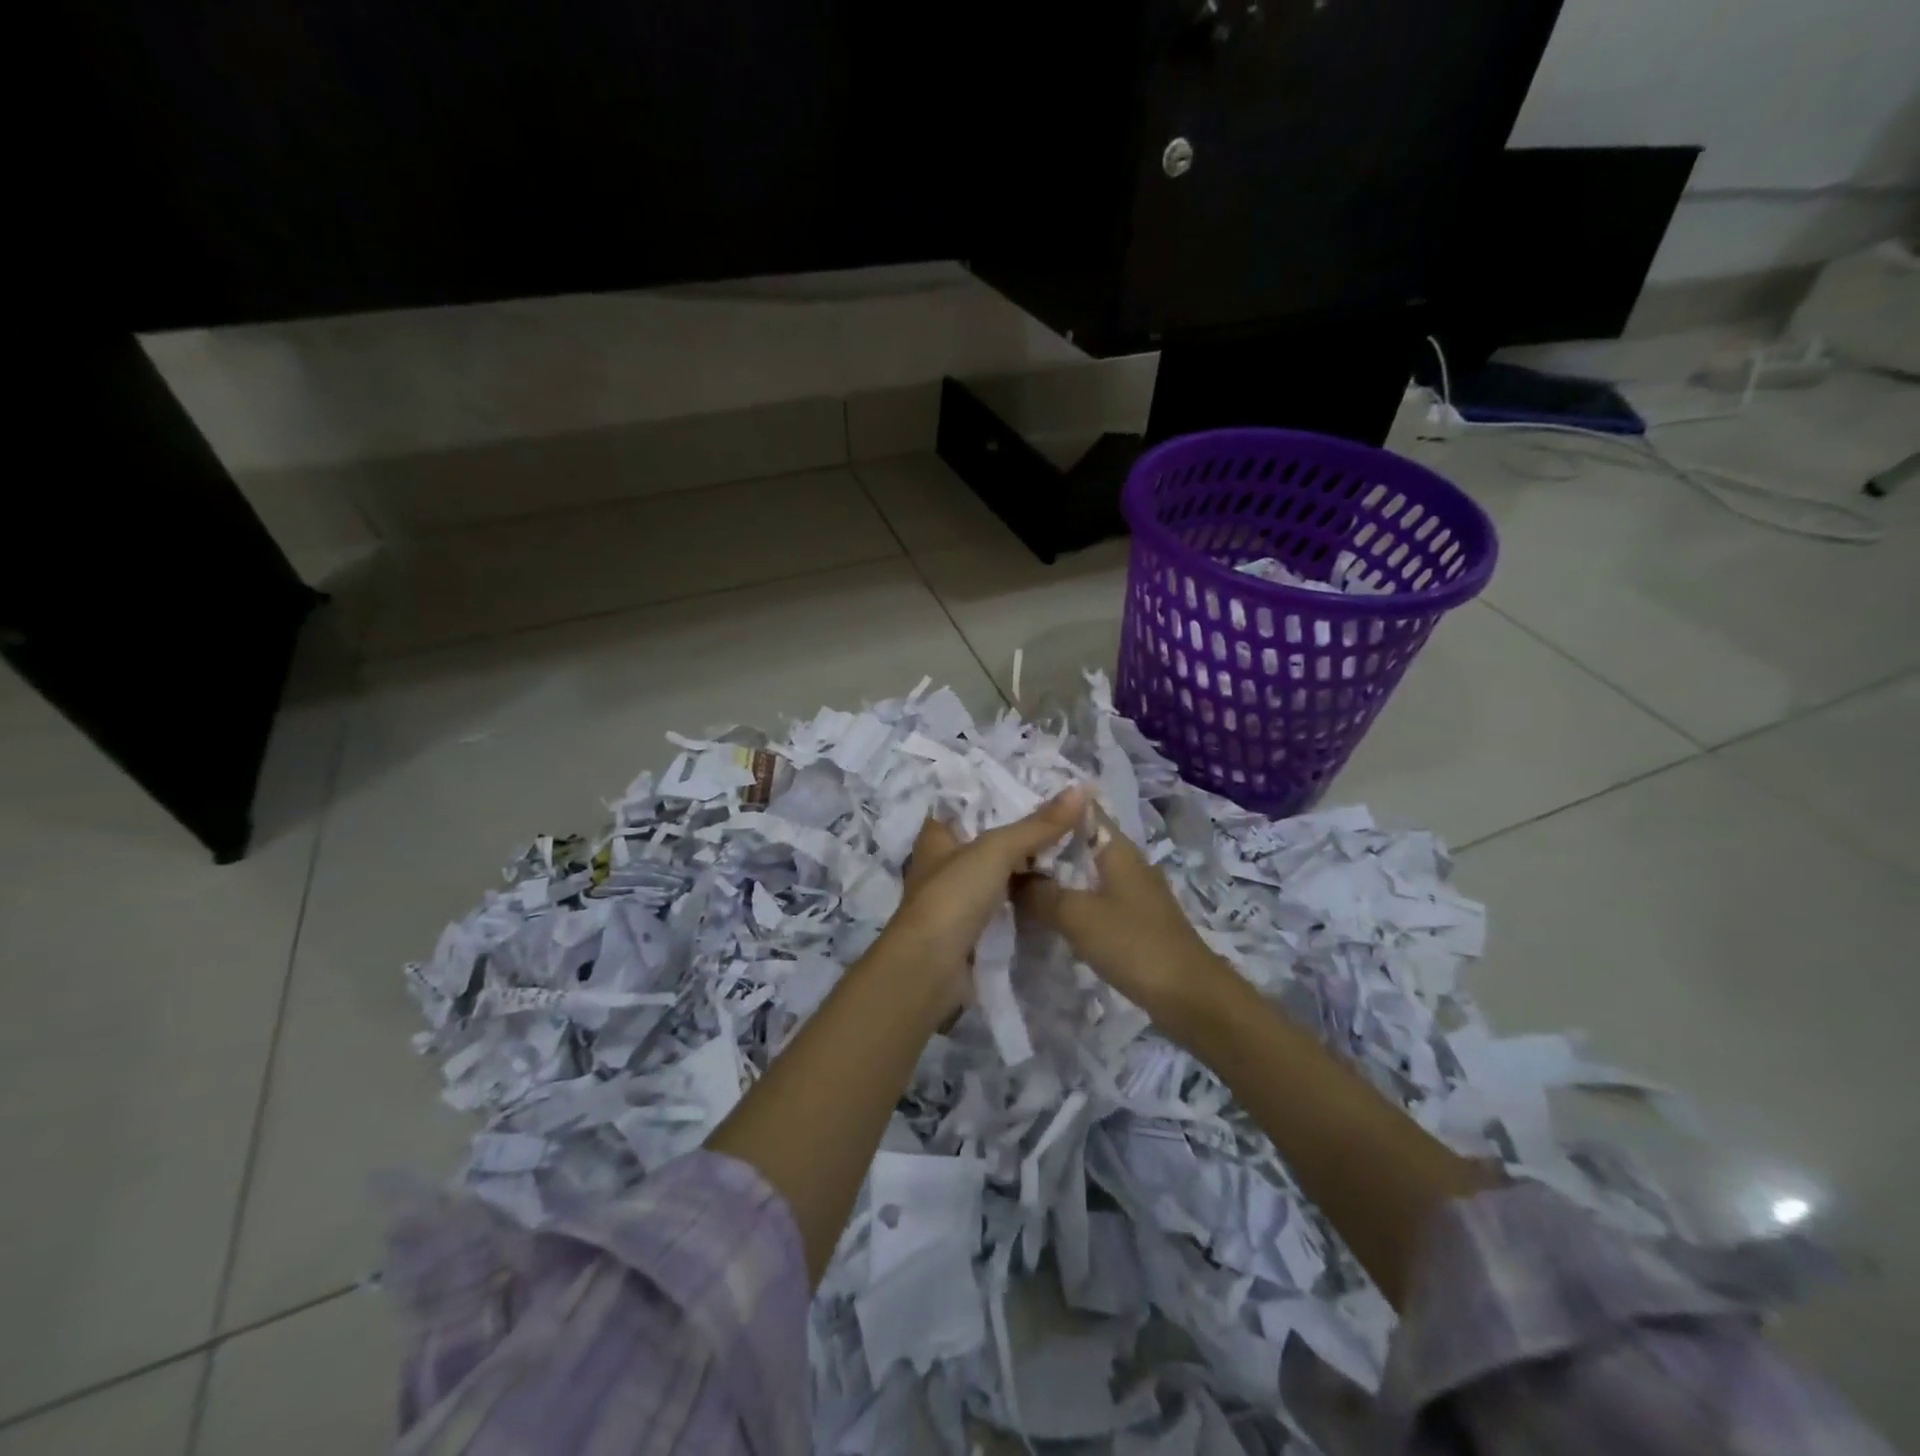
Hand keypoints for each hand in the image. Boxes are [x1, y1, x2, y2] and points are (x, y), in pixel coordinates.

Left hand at [866, 787, 1089, 1018]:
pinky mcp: (972, 929)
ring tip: (1072, 849)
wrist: (931, 969)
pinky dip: (1026, 897)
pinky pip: (1005, 904)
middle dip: (1023, 832)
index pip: (968, 804)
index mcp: (937, 836)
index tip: (1040, 787)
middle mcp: (943, 863)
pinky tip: (1056, 889)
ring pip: (998, 874)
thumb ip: (1037, 825)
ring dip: (1027, 867)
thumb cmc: (953, 896)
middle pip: (988, 839)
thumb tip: (1082, 789)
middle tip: (1069, 818)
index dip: (999, 794)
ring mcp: (957, 899)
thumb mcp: (996, 850)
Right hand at [1014, 808, 1235, 1033]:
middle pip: (1082, 843)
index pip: (1082, 811)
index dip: (1050, 810)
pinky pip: (1097, 899)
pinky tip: (1051, 915)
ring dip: (1059, 876)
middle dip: (1048, 847)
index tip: (1016, 818)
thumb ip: (1040, 892)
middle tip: (1007, 855)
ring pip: (1088, 873)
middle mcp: (1128, 863)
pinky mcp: (1137, 921)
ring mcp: (1135, 893)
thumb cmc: (1133, 943)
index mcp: (1117, 849)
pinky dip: (1073, 901)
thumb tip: (1010, 876)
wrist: (1190, 996)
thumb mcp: (1076, 915)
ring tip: (1020, 882)